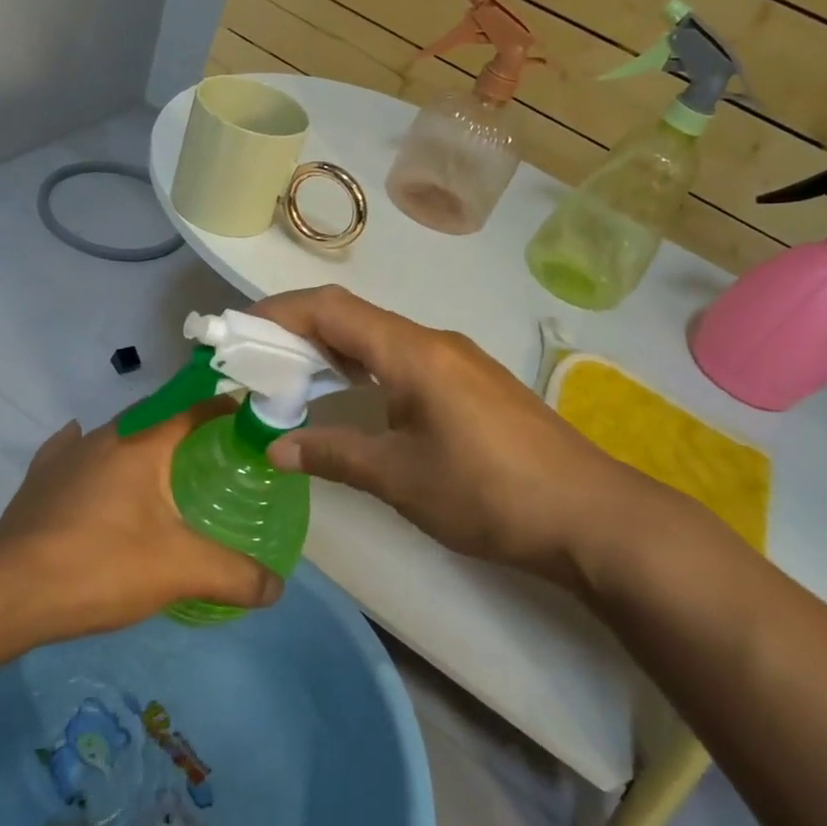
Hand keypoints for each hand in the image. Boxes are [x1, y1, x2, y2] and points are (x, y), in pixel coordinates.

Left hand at [0, 408, 283, 639]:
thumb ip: (234, 575)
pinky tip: (92, 466)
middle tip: (215, 453)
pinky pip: (72, 453)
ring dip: (142, 444)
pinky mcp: (39, 480)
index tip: (248, 418)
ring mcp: (66, 455)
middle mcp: (104, 436)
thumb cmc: (100, 565)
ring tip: (164, 470)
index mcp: (142, 442)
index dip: (223, 406)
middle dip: (187, 428)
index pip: (193, 406)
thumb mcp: (179, 571)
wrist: (7, 591)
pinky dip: (92, 456)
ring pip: (115, 436)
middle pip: (155, 418)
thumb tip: (278, 587)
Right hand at [251, 286, 658, 586]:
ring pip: (377, 338)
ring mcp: (456, 361)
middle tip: (254, 360)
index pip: (331, 310)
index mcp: (412, 352)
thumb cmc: (489, 492)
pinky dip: (362, 368)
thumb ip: (333, 455)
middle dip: (297, 330)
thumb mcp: (400, 478)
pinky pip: (401, 359)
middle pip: (352, 317)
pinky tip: (350, 397)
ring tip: (290, 378)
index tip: (237, 329)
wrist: (589, 515)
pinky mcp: (470, 384)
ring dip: (331, 350)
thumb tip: (274, 448)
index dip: (279, 312)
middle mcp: (432, 342)